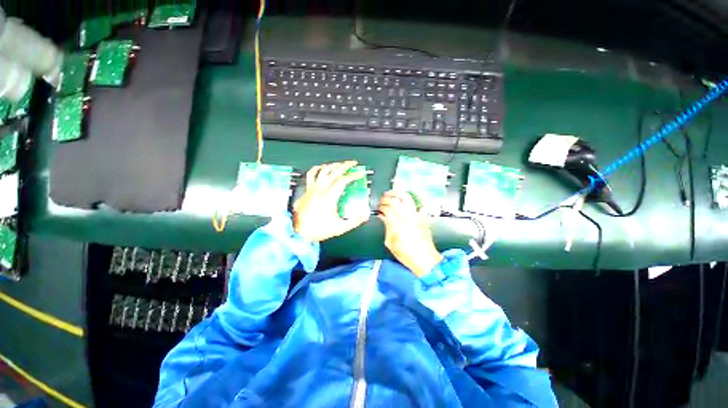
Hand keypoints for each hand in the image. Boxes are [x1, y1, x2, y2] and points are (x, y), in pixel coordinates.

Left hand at [293, 161, 369, 241]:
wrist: (299, 232)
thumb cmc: (318, 229)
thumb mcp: (340, 227)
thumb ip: (355, 221)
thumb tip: (364, 216)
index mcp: (329, 197)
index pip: (343, 180)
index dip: (353, 176)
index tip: (360, 174)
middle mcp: (320, 189)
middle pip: (334, 171)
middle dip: (345, 165)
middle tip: (353, 164)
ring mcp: (312, 188)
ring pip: (323, 170)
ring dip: (333, 165)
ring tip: (340, 164)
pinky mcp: (307, 190)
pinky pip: (311, 174)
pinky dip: (318, 168)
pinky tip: (322, 167)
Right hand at [378, 190, 443, 276]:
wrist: (425, 259)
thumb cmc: (406, 254)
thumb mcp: (390, 243)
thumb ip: (387, 228)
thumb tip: (383, 217)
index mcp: (397, 224)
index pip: (387, 209)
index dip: (382, 206)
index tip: (379, 208)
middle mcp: (407, 217)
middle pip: (396, 201)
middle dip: (388, 197)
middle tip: (384, 198)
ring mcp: (416, 216)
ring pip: (407, 198)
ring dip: (399, 194)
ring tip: (394, 193)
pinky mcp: (423, 217)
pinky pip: (418, 204)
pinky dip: (412, 200)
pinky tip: (407, 199)